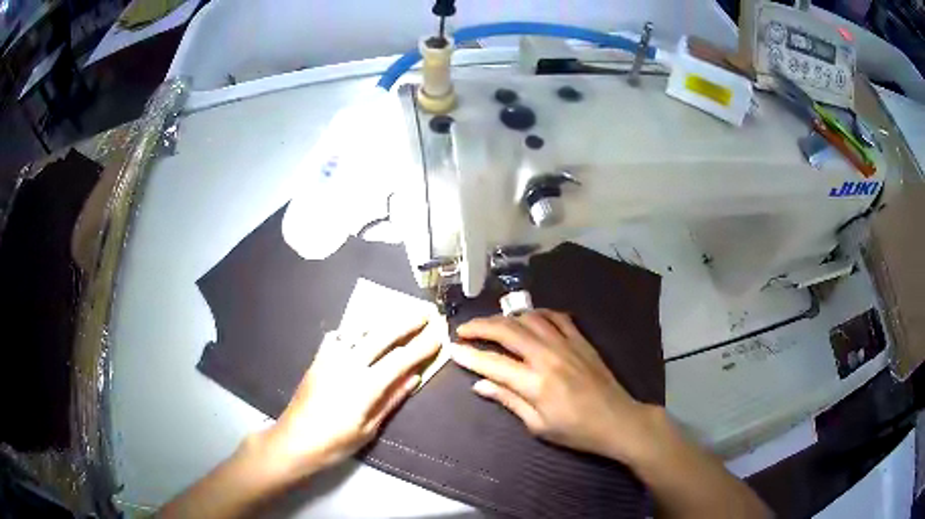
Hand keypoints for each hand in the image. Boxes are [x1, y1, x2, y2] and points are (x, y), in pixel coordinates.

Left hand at [258, 320, 439, 480]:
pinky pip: (337, 337)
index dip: (421, 347)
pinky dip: (352, 331)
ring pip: (359, 331)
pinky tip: (358, 333)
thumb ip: (391, 400)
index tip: (438, 336)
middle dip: (406, 323)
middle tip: (425, 312)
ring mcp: (330, 359)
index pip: (400, 359)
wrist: (294, 441)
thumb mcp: (369, 429)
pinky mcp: (317, 360)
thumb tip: (414, 378)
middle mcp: (348, 364)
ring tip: (398, 315)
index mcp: (365, 385)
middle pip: (382, 336)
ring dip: (382, 322)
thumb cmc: (335, 443)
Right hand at [451, 310, 654, 463]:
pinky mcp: (581, 339)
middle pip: (507, 330)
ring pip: (529, 318)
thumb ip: (508, 400)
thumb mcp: (538, 425)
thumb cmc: (576, 430)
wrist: (617, 420)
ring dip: (506, 317)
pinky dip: (538, 313)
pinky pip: (556, 316)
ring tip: (492, 325)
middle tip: (463, 330)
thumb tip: (479, 385)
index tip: (452, 349)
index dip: (469, 355)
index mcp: (535, 382)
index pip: (492, 363)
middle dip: (480, 326)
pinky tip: (529, 319)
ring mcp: (566, 344)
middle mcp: (548, 356)